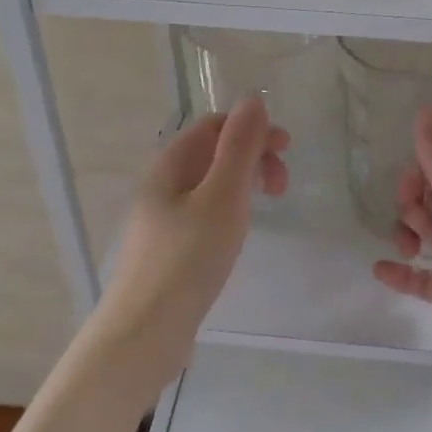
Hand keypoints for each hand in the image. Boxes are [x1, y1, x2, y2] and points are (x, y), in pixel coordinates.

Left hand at [99, 98, 287, 382]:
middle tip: (282, 186)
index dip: (251, 128)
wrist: (144, 332)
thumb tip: (252, 99)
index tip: (286, 150)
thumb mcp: (222, 197)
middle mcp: (161, 185)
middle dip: (252, 157)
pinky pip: (203, 213)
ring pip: (208, 185)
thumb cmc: (187, 259)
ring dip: (242, 184)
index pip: (212, 125)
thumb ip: (239, 147)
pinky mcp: (167, 249)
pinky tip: (237, 234)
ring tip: (265, 207)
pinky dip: (229, 211)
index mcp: (170, 165)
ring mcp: (161, 219)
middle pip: (211, 153)